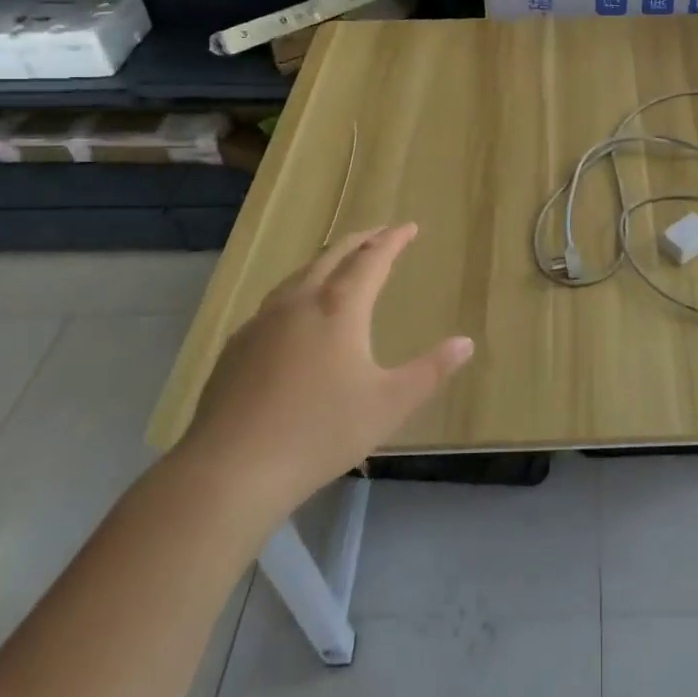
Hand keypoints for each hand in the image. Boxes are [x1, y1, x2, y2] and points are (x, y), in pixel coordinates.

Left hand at [177, 224, 472, 524]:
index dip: (393, 240)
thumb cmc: (320, 432)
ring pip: (299, 275)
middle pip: (332, 256)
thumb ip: (431, 371)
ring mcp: (262, 322)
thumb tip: (466, 343)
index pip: (372, 259)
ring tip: (339, 264)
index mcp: (340, 308)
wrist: (231, 469)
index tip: (409, 227)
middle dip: (360, 241)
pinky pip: (275, 302)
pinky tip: (294, 314)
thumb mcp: (389, 404)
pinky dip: (298, 291)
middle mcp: (300, 302)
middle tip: (379, 234)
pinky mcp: (237, 346)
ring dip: (325, 261)